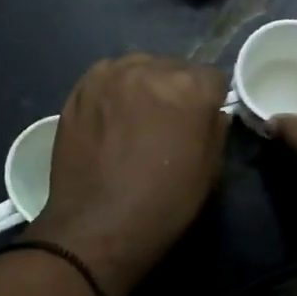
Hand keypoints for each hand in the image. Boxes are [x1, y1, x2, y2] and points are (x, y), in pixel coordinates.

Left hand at [27, 53, 229, 295]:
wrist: (98, 227)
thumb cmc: (164, 204)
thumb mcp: (210, 171)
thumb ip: (215, 129)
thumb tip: (211, 112)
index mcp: (190, 87)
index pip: (213, 78)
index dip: (209, 102)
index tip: (200, 124)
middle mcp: (151, 69)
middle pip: (175, 68)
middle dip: (177, 90)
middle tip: (167, 124)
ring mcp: (111, 75)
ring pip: (140, 68)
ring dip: (144, 86)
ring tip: (136, 119)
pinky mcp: (81, 88)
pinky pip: (108, 76)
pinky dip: (115, 90)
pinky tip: (111, 118)